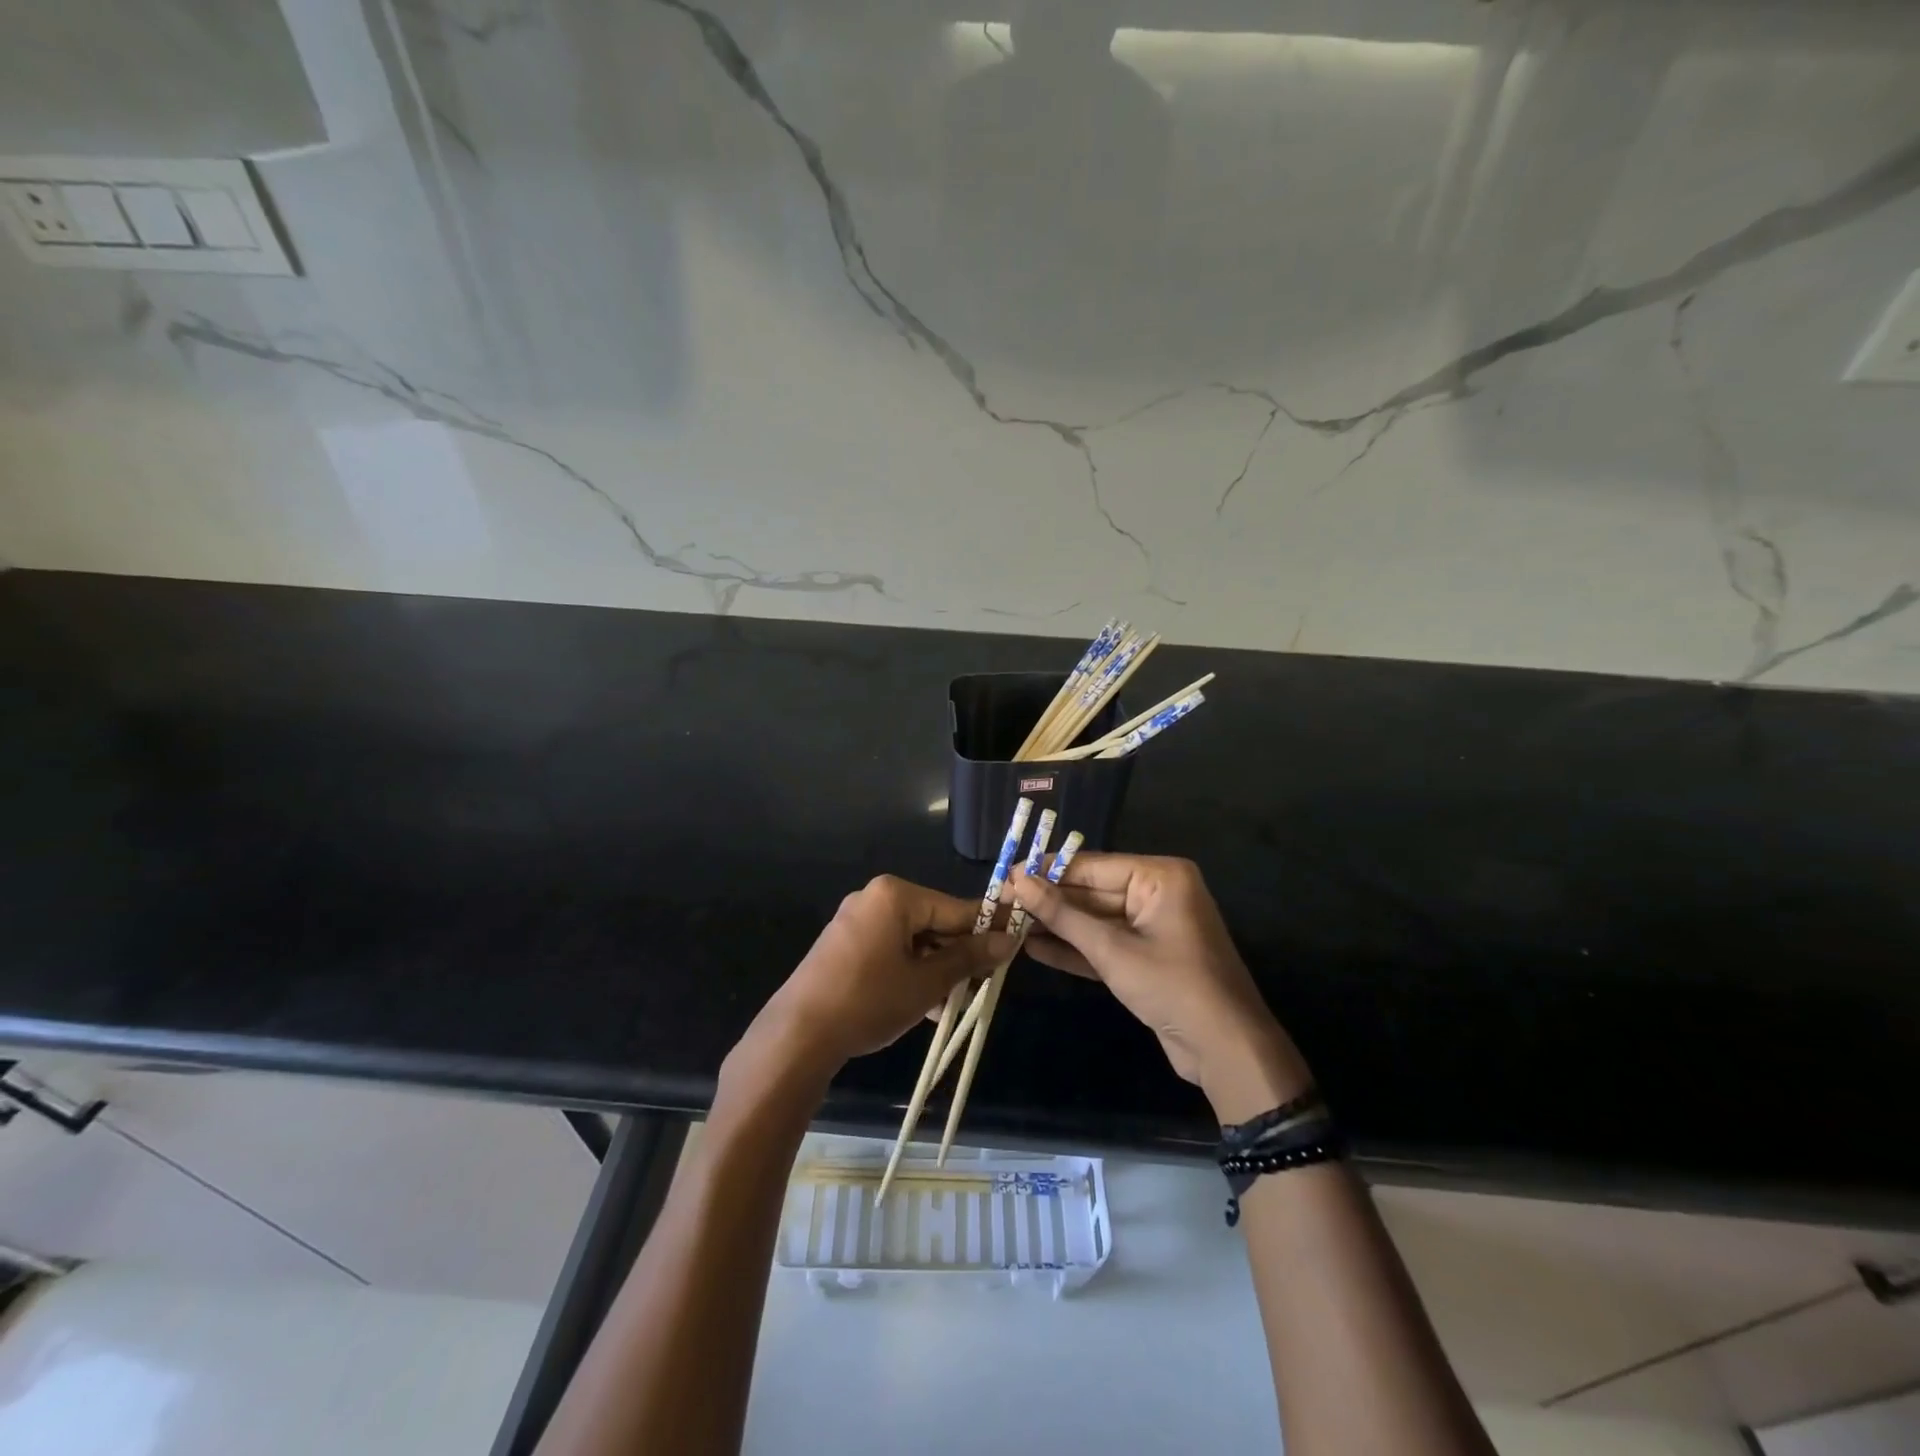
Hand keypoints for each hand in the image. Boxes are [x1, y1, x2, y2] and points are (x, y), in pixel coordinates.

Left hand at [742, 876, 1016, 1081]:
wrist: (799, 1034)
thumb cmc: (869, 1001)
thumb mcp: (927, 982)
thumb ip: (968, 958)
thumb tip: (1008, 940)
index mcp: (896, 895)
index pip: (956, 908)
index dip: (988, 927)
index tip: (1017, 939)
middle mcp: (875, 898)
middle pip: (933, 922)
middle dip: (958, 954)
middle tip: (983, 984)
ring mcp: (856, 920)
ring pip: (913, 940)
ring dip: (936, 968)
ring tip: (956, 1002)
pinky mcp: (844, 944)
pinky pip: (890, 949)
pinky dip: (910, 971)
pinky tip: (927, 1004)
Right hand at [1011, 853, 1312, 1121]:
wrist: (1226, 1050)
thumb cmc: (1172, 986)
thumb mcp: (1112, 950)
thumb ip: (1063, 915)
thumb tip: (1018, 881)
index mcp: (1160, 877)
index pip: (1093, 866)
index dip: (1047, 871)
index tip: (1006, 874)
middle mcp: (1157, 894)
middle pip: (1092, 892)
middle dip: (1050, 901)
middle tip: (1002, 902)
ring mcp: (1151, 928)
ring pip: (1095, 920)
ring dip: (1057, 926)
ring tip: (1010, 923)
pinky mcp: (1145, 959)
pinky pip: (1104, 945)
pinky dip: (1074, 949)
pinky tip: (1034, 948)